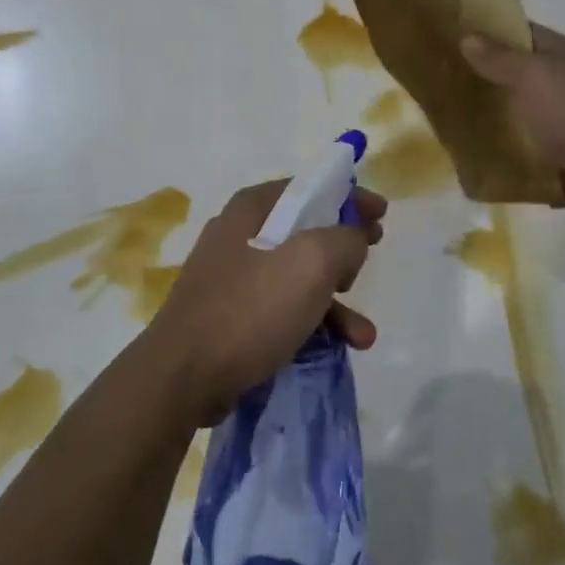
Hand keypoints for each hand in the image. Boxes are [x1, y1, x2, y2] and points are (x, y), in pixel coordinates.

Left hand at [148, 180, 386, 425]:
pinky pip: (281, 308)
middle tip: (372, 256)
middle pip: (305, 231)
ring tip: (363, 334)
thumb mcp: (312, 262)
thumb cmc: (250, 309)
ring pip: (297, 276)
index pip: (310, 187)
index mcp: (253, 208)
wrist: (183, 377)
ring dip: (335, 301)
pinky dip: (311, 323)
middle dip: (344, 249)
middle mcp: (239, 234)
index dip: (349, 196)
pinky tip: (337, 348)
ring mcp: (231, 277)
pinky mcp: (229, 315)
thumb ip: (346, 239)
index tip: (381, 213)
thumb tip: (353, 239)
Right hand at [461, 24, 564, 219]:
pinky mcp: (554, 151)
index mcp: (557, 54)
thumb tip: (468, 37)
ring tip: (442, 115)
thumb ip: (498, 58)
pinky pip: (519, 143)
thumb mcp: (532, 76)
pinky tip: (467, 150)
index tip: (447, 34)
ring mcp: (557, 117)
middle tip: (435, 78)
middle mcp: (558, 81)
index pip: (516, 31)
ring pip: (513, 109)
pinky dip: (498, 146)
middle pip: (511, 72)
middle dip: (478, 74)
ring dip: (486, 113)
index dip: (484, 30)